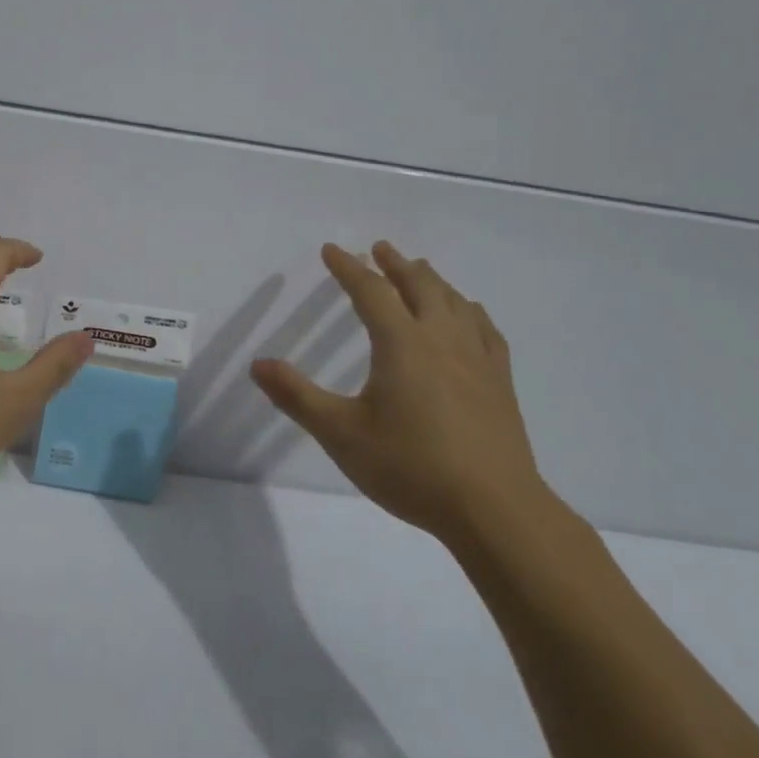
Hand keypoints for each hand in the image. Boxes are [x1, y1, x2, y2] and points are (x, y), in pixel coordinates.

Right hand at [250, 241, 549, 548]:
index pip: (370, 291)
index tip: (332, 249)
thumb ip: (297, 396)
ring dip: (432, 281)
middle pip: (419, 285)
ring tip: (421, 271)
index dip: (348, 267)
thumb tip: (257, 364)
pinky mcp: (500, 381)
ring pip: (454, 302)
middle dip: (396, 264)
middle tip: (380, 248)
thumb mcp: (341, 434)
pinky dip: (470, 311)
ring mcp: (477, 358)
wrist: (494, 509)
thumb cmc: (411, 467)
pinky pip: (485, 329)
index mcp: (401, 343)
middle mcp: (441, 338)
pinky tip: (469, 315)